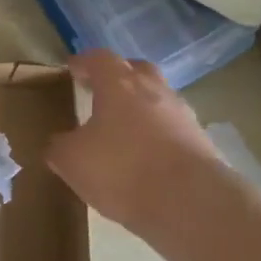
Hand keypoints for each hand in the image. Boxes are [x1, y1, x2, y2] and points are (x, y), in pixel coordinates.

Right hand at [47, 50, 222, 232]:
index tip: (73, 69)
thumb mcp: (72, 161)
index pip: (99, 59)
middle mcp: (154, 89)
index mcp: (119, 84)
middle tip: (102, 92)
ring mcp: (182, 114)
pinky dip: (159, 135)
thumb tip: (59, 142)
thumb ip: (60, 147)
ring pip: (158, 98)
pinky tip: (148, 156)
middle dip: (119, 77)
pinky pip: (173, 128)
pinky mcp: (201, 142)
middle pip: (136, 70)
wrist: (190, 201)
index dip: (84, 62)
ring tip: (125, 130)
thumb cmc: (122, 169)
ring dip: (142, 107)